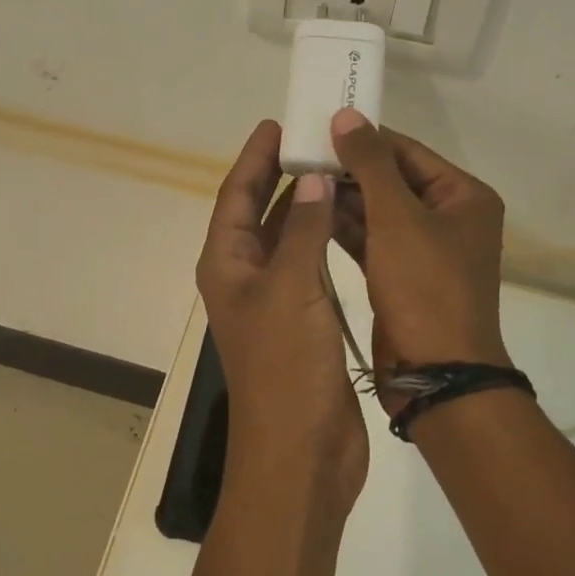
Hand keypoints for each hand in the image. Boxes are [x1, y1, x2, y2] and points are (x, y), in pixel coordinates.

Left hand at [196, 121, 366, 512]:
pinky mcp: (302, 321)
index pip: (234, 196)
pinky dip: (323, 239)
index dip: (253, 158)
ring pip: (286, 238)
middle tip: (312, 138)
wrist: (301, 452)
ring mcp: (274, 300)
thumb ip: (302, 230)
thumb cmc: (286, 367)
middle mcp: (244, 277)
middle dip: (280, 176)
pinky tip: (348, 223)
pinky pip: (309, 264)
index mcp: (226, 264)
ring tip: (336, 169)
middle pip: (257, 212)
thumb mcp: (292, 289)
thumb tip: (312, 178)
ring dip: (305, 205)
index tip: (276, 123)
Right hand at [328, 110, 509, 403]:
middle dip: (350, 169)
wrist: (436, 372)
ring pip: (379, 211)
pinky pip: (372, 240)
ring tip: (300, 179)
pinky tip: (312, 214)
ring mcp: (425, 250)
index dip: (366, 137)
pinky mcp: (403, 276)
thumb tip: (346, 115)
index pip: (408, 151)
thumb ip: (370, 163)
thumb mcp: (397, 218)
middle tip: (302, 154)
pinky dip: (346, 228)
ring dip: (344, 198)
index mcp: (464, 197)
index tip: (320, 126)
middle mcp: (449, 218)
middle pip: (393, 180)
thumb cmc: (424, 287)